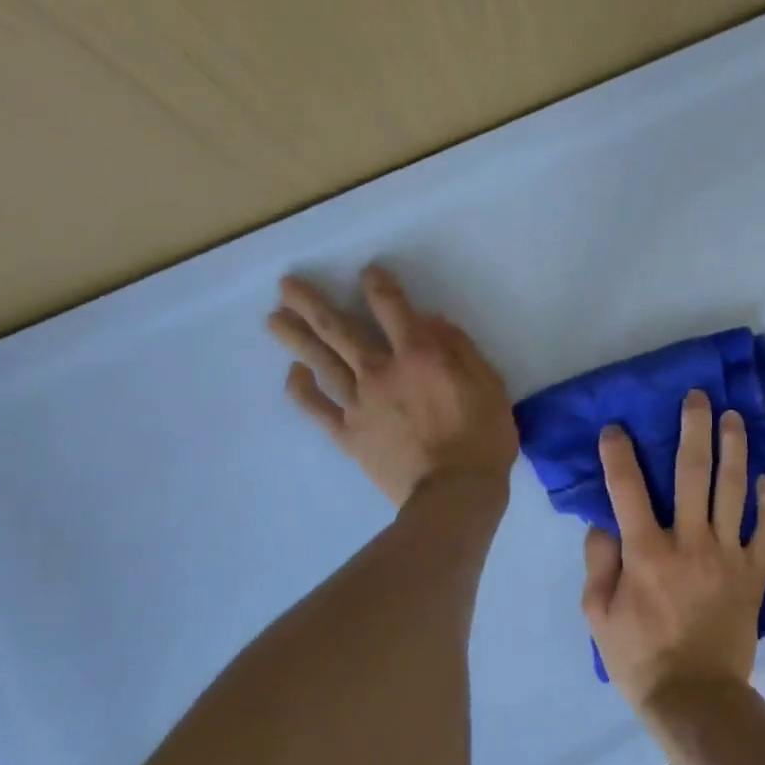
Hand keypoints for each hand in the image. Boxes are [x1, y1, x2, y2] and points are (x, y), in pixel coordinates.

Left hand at [267, 266, 517, 506]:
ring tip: (274, 318)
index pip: (393, 309)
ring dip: (296, 338)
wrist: (454, 493)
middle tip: (287, 285)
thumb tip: (432, 321)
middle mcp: (381, 371)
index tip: (368, 272)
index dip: (379, 286)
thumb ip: (460, 349)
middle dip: (313, 304)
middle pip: (339, 330)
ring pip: (321, 363)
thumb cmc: (482, 437)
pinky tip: (293, 373)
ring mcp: (359, 404)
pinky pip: (317, 408)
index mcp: (419, 356)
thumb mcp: (489, 385)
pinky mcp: (348, 434)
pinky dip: (302, 389)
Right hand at [582, 390, 764, 718]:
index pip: (628, 489)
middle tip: (698, 397)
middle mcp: (689, 542)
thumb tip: (602, 525)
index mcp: (646, 552)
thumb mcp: (599, 617)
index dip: (619, 453)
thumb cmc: (641, 659)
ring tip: (735, 419)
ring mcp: (728, 555)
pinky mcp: (755, 573)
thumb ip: (598, 566)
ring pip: (734, 491)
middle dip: (694, 429)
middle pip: (692, 473)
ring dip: (735, 450)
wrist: (696, 699)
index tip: (617, 427)